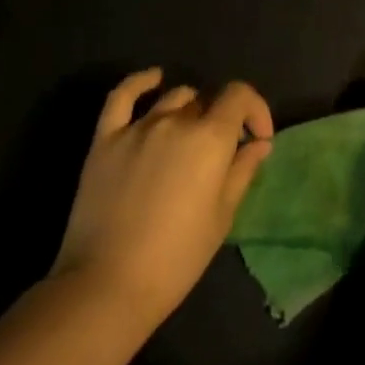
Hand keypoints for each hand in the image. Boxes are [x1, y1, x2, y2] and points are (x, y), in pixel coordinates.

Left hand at [50, 69, 274, 324]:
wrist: (107, 285)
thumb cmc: (176, 258)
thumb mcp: (222, 216)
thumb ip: (242, 171)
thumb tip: (259, 143)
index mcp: (209, 138)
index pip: (239, 96)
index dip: (255, 109)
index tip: (258, 137)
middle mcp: (175, 121)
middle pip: (206, 101)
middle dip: (221, 120)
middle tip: (221, 154)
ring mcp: (137, 127)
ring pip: (173, 98)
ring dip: (189, 110)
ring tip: (190, 137)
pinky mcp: (105, 139)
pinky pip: (122, 96)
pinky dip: (141, 82)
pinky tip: (153, 79)